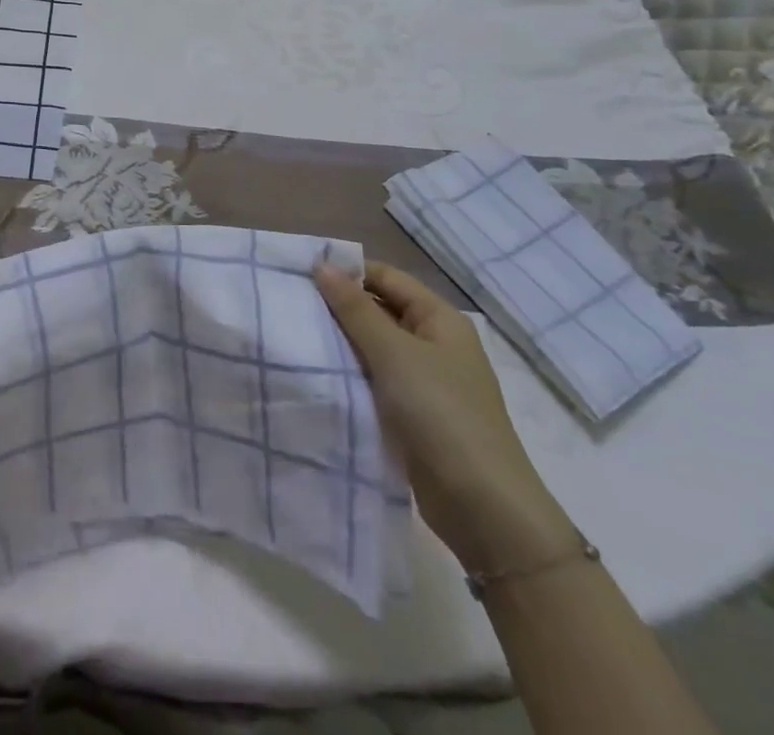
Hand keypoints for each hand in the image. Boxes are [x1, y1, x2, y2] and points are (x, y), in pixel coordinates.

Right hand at [314, 262, 576, 573]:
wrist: (483, 509)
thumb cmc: (442, 414)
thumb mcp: (394, 353)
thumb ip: (355, 309)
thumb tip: (322, 264)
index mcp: (439, 319)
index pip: (386, 277)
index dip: (347, 272)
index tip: (301, 275)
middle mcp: (434, 343)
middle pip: (379, 309)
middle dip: (338, 307)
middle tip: (291, 304)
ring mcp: (425, 381)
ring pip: (373, 347)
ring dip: (340, 342)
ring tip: (296, 335)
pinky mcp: (412, 414)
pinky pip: (374, 379)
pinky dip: (349, 373)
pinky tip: (317, 373)